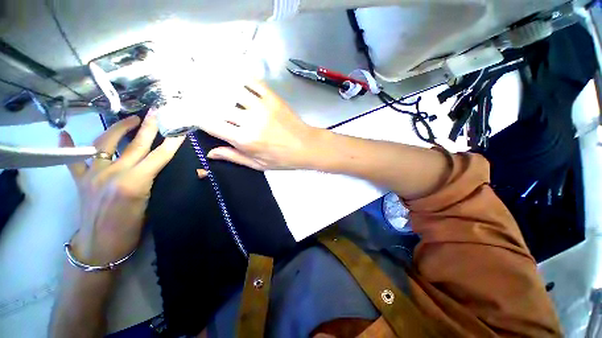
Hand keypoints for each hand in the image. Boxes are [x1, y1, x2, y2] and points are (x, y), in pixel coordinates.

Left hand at [59, 110, 183, 266]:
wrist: (99, 248)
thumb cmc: (131, 231)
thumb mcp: (155, 208)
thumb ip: (166, 185)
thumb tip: (196, 174)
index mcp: (134, 184)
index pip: (159, 157)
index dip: (172, 144)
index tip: (180, 131)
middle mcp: (112, 174)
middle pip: (135, 146)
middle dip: (149, 128)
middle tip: (156, 113)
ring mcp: (93, 175)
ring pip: (106, 145)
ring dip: (119, 129)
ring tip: (130, 120)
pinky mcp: (80, 181)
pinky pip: (73, 160)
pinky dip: (69, 146)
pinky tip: (66, 133)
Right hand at [199, 82, 320, 169]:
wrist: (306, 146)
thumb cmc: (283, 159)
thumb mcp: (258, 164)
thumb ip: (234, 157)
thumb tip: (210, 153)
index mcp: (245, 140)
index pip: (211, 124)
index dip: (196, 117)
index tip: (191, 114)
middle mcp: (250, 120)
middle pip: (217, 104)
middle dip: (203, 100)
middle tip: (193, 95)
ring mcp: (261, 106)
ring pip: (232, 89)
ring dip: (218, 85)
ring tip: (207, 81)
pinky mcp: (272, 98)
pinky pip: (252, 82)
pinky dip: (240, 77)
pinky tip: (232, 76)